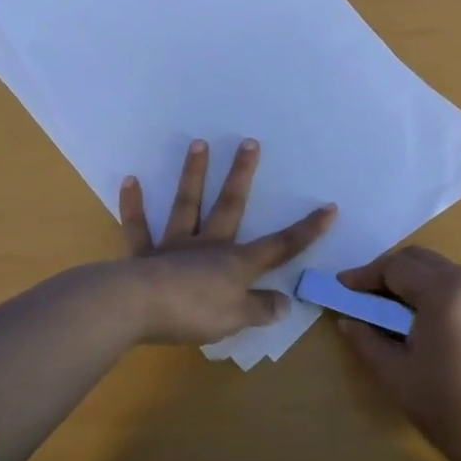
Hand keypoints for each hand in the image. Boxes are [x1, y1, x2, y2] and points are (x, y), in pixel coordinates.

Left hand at [117, 139, 335, 345]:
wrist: (137, 308)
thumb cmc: (194, 313)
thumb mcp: (237, 319)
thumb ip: (261, 309)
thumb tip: (284, 302)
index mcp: (236, 263)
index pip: (280, 246)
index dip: (307, 230)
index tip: (329, 208)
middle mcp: (209, 246)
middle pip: (230, 206)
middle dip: (243, 175)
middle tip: (250, 142)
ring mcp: (175, 247)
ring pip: (187, 204)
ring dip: (193, 174)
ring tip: (198, 143)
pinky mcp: (144, 256)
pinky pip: (139, 228)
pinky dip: (134, 205)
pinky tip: (130, 180)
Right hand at [335, 246, 460, 460]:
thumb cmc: (444, 405)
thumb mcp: (394, 373)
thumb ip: (366, 339)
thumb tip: (347, 320)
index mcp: (442, 292)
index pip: (395, 267)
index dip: (365, 275)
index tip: (344, 286)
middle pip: (423, 260)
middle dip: (392, 271)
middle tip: (369, 294)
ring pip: (449, 273)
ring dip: (422, 282)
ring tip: (404, 311)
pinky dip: (450, 298)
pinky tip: (442, 327)